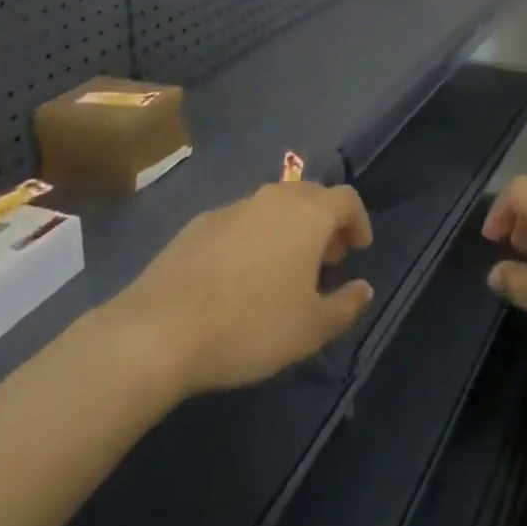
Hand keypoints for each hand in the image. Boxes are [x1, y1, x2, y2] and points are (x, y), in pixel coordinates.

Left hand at [96, 182, 375, 397]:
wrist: (162, 329)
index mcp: (308, 214)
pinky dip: (254, 238)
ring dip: (289, 229)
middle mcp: (274, 198)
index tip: (358, 249)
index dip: (358, 221)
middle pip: (311, 196)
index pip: (347, 199)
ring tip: (284, 270)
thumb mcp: (310, 329)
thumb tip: (364, 288)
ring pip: (274, 207)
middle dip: (325, 223)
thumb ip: (345, 306)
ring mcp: (234, 206)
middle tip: (326, 260)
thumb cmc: (251, 326)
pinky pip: (241, 221)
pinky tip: (240, 277)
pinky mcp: (200, 223)